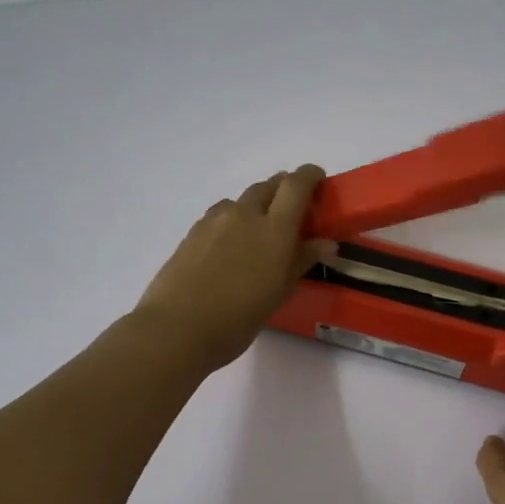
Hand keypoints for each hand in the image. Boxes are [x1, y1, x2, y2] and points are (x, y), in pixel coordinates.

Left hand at [135, 167, 334, 372]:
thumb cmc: (239, 317)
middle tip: (293, 209)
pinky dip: (232, 220)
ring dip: (255, 206)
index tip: (318, 179)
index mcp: (274, 229)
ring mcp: (215, 221)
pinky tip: (230, 246)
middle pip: (268, 186)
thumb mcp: (279, 292)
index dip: (310, 175)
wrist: (178, 327)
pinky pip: (219, 215)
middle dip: (283, 189)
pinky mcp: (192, 233)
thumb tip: (326, 242)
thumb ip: (302, 260)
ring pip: (241, 200)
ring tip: (259, 231)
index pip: (296, 185)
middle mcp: (245, 215)